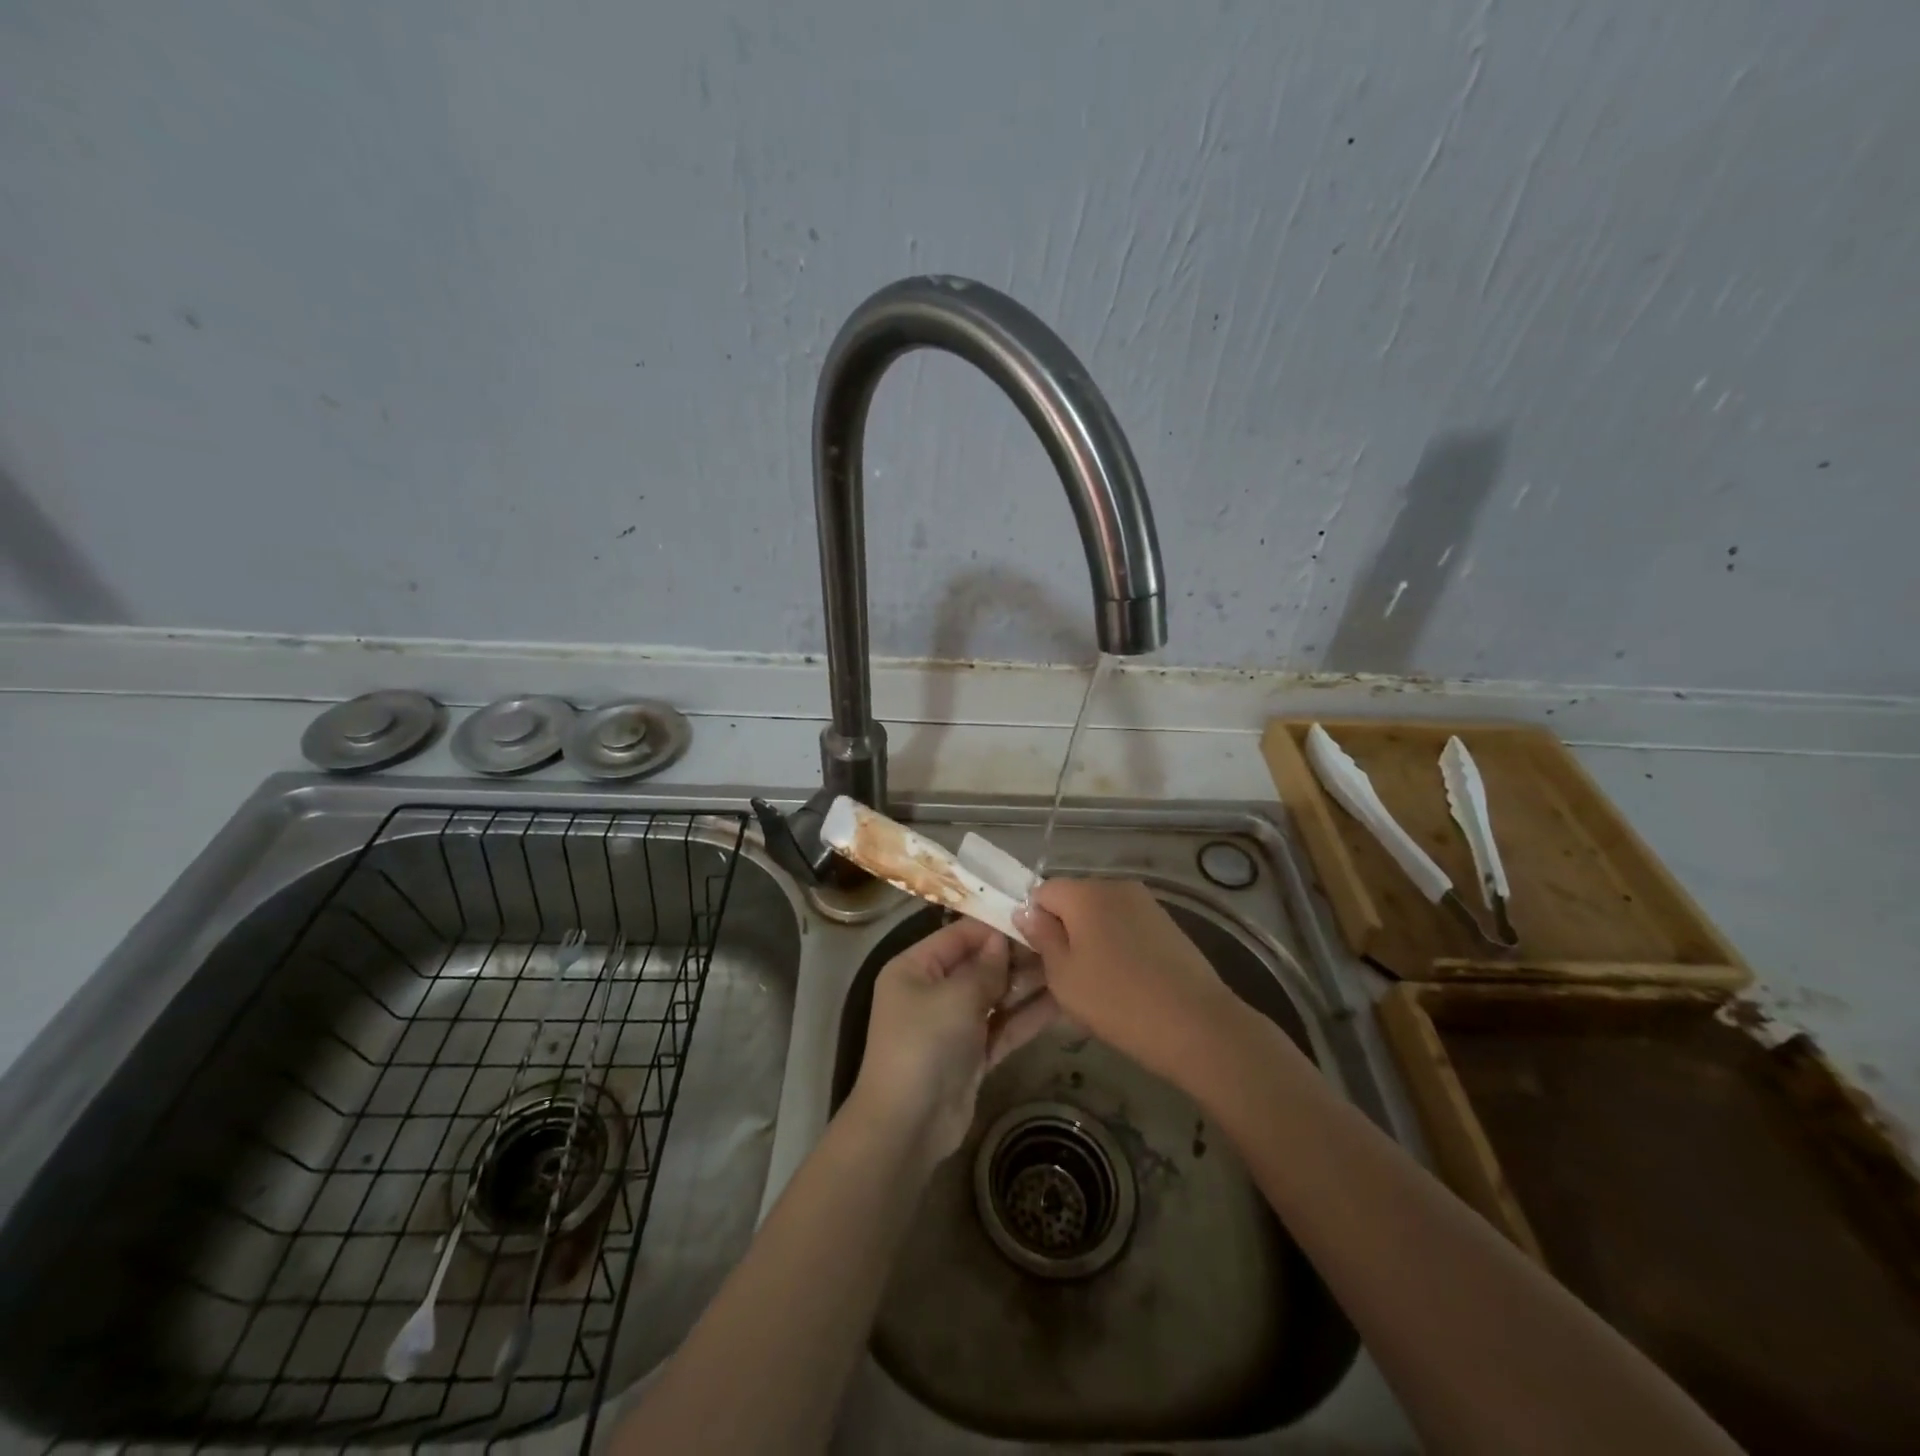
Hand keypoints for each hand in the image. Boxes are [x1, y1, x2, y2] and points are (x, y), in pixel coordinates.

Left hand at [848, 918, 1058, 1163]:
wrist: (908, 1126)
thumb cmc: (924, 1045)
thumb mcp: (955, 997)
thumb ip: (984, 968)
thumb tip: (1002, 940)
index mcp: (915, 967)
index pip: (959, 935)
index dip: (995, 927)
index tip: (1035, 919)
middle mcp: (932, 990)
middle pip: (980, 965)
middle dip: (1017, 958)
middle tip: (1061, 946)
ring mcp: (953, 1024)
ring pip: (995, 997)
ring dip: (1027, 986)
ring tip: (1069, 969)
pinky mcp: (972, 1054)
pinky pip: (1003, 1027)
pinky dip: (1027, 1017)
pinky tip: (1062, 1004)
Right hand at [1014, 879, 1240, 1084]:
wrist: (1197, 1025)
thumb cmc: (1118, 1001)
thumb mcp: (1064, 976)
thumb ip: (1042, 938)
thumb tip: (1026, 911)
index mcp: (1085, 893)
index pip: (1042, 891)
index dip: (1034, 919)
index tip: (1038, 955)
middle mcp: (1115, 886)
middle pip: (1074, 899)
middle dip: (1064, 928)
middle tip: (1064, 972)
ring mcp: (1146, 903)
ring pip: (1102, 913)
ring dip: (1092, 937)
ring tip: (1097, 980)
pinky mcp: (1168, 923)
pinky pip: (1127, 924)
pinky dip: (1118, 943)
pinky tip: (1126, 979)